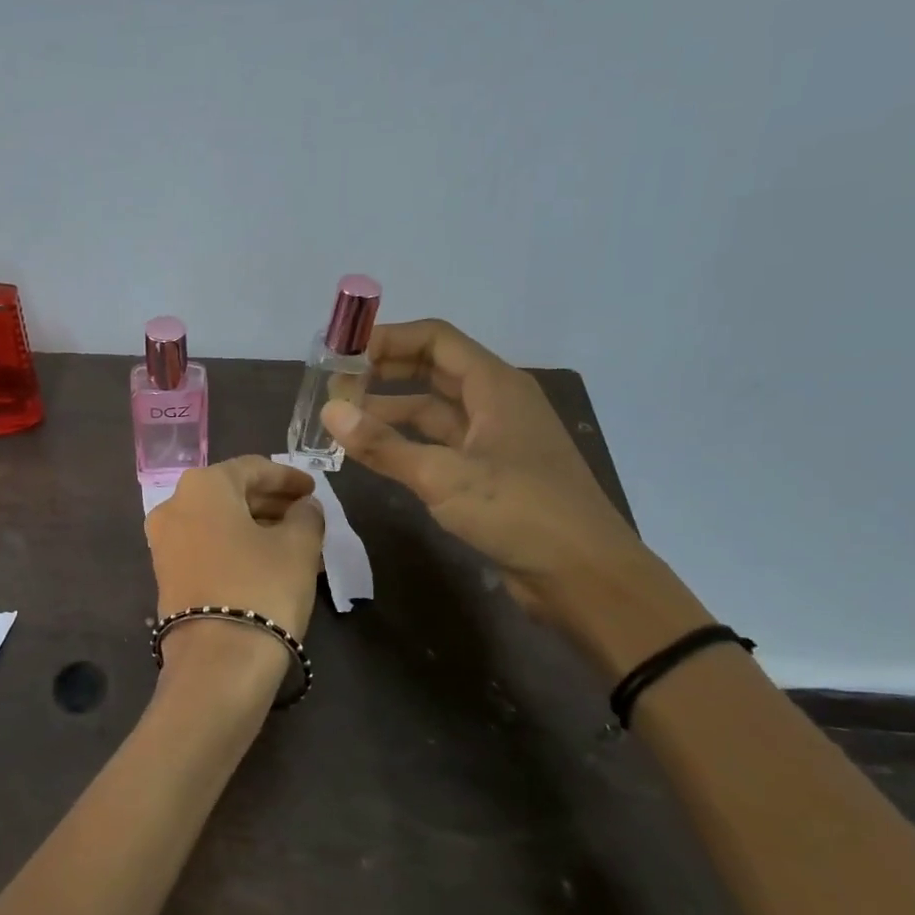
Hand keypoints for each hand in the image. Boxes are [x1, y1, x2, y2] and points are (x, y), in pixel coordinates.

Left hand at [145, 456, 324, 646]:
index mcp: (203, 486)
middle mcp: (174, 505)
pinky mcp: (166, 575)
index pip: (253, 468)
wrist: (217, 661)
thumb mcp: (298, 546)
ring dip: (255, 526)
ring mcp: (164, 542)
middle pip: (231, 493)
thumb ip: (307, 516)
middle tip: (306, 514)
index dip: (288, 477)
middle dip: (270, 502)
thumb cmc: (262, 588)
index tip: (313, 490)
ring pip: (218, 522)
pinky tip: (266, 562)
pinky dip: (235, 546)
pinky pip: (206, 546)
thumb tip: (305, 507)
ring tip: (293, 540)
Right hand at [321, 319, 659, 632]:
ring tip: (343, 419)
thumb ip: (383, 445)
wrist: (585, 576)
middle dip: (384, 372)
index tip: (341, 351)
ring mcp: (493, 439)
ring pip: (433, 410)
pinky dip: (406, 444)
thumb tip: (329, 412)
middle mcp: (495, 403)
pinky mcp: (490, 473)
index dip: (387, 339)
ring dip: (390, 411)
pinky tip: (375, 454)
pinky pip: (440, 445)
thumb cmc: (520, 512)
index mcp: (495, 386)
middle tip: (335, 385)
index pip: (435, 339)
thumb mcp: (444, 476)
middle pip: (433, 369)